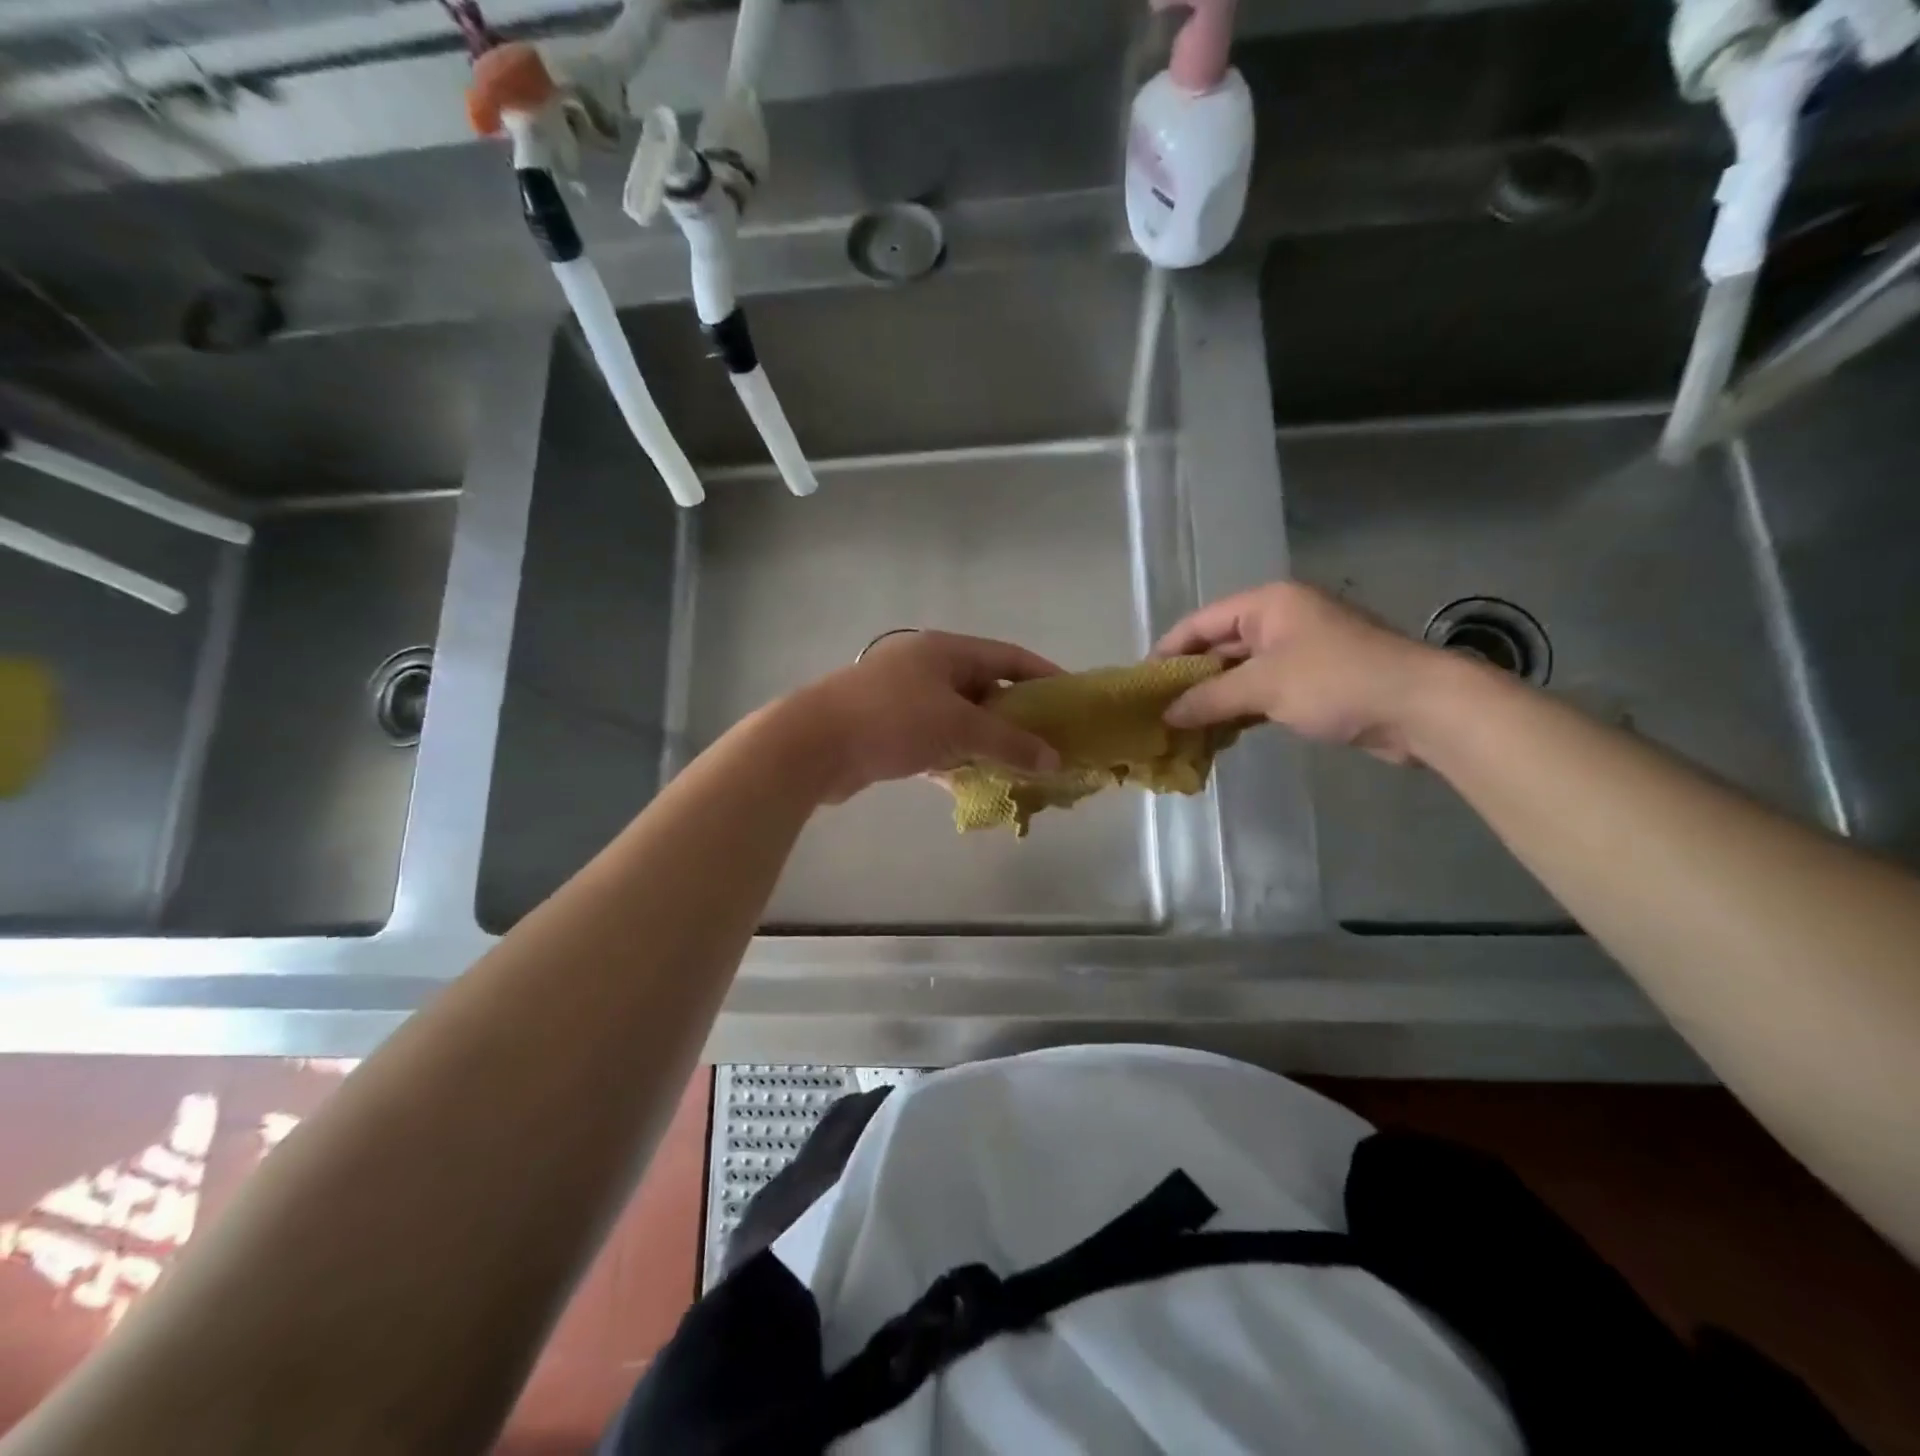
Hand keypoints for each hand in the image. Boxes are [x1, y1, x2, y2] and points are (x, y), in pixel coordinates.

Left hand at [785, 631, 1063, 803]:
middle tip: (1047, 742)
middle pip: (983, 688)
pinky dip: (954, 759)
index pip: (1008, 656)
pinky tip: (972, 783)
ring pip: (958, 719)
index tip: (1071, 698)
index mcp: (945, 651)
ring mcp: (903, 698)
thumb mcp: (958, 728)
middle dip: (1015, 716)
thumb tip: (1055, 760)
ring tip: (1018, 767)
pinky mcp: (887, 730)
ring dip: (985, 742)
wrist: (812, 745)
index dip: (1043, 675)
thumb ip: (1009, 743)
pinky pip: (933, 741)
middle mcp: (925, 668)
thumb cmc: (892, 721)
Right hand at [1154, 582, 1453, 763]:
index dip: (1168, 652)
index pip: (1201, 622)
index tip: (1141, 684)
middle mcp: (1280, 619)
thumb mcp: (1264, 686)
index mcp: (1267, 603)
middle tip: (1157, 711)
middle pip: (1219, 646)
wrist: (1421, 707)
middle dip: (1189, 679)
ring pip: (1240, 672)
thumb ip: (1209, 698)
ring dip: (1213, 699)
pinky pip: (1262, 691)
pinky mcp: (1313, 681)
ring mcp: (1298, 651)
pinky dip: (1239, 709)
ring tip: (1179, 727)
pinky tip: (1217, 734)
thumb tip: (1166, 714)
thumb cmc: (1337, 681)